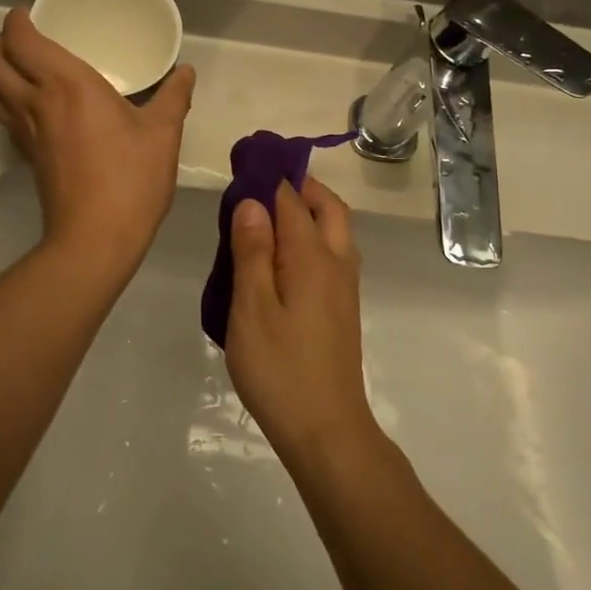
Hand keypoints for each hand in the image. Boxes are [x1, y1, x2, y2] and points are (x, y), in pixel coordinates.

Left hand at [0, 6, 194, 273]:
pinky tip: (39, 108)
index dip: (16, 20)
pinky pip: (5, 116)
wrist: (96, 237)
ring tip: (27, 69)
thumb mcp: (163, 133)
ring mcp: (25, 132)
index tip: (31, 13)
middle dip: (0, 42)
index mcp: (66, 84)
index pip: (20, 39)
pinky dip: (9, 101)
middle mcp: (36, 101)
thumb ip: (174, 96)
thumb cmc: (131, 179)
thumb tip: (185, 71)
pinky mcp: (27, 156)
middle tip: (27, 39)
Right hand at [225, 177, 377, 462]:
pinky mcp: (342, 307)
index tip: (246, 161)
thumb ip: (252, 252)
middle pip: (328, 208)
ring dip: (309, 210)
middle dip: (300, 186)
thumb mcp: (252, 309)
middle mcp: (337, 263)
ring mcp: (344, 286)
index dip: (270, 176)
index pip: (293, 199)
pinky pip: (331, 254)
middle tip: (262, 183)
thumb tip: (254, 202)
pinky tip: (283, 256)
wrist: (326, 428)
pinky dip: (311, 237)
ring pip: (335, 230)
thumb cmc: (280, 369)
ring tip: (268, 215)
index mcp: (312, 257)